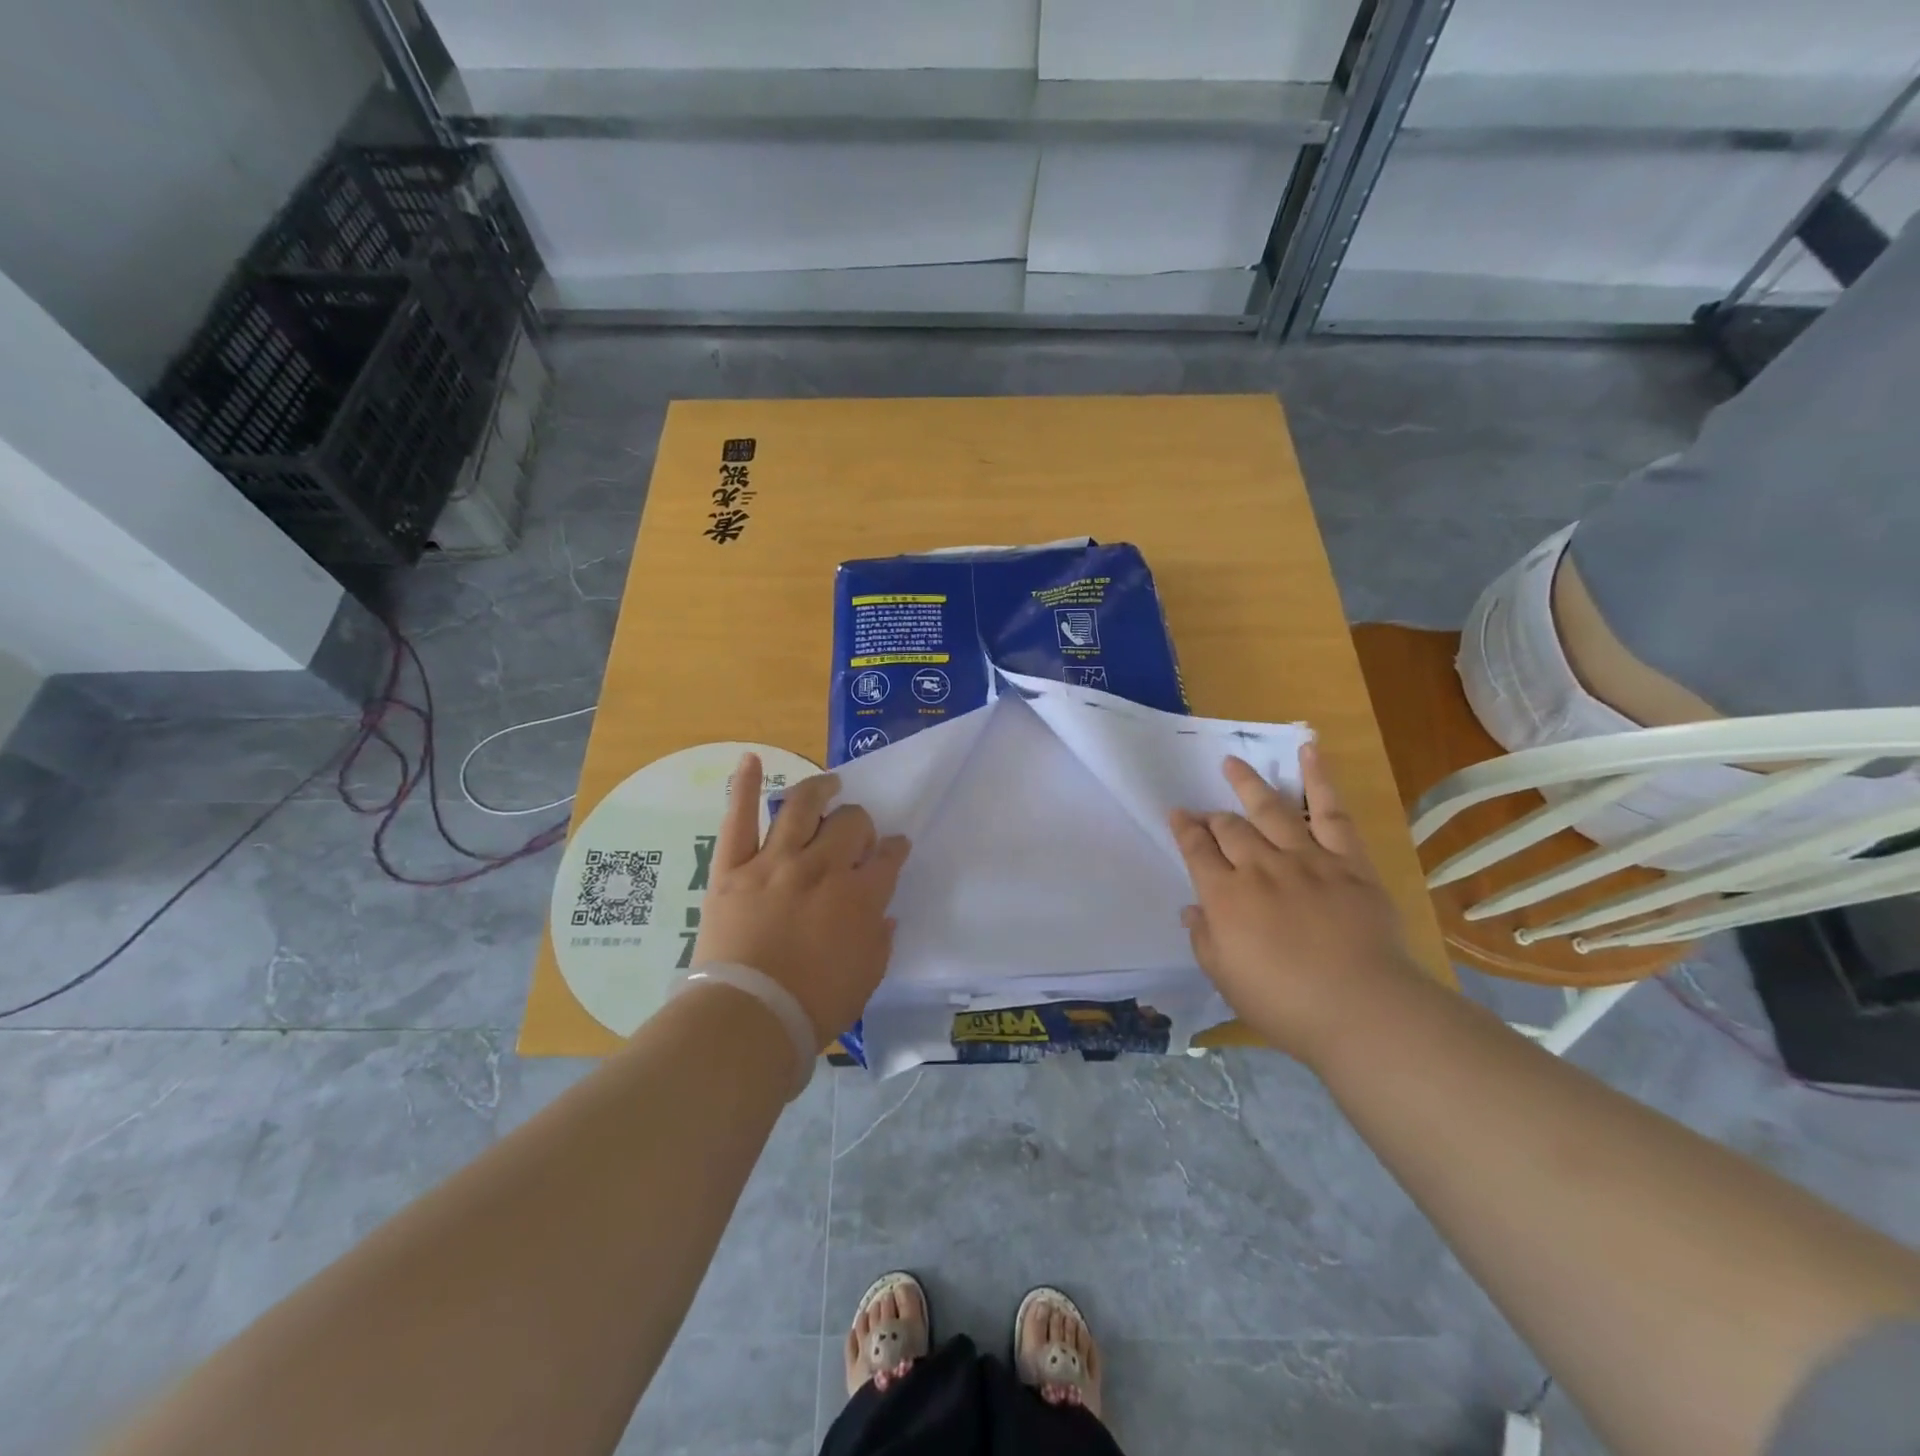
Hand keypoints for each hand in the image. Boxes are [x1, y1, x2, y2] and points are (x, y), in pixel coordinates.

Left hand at [692, 754, 910, 1046]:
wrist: (748, 1019)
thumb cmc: (813, 1007)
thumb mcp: (866, 978)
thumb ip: (880, 939)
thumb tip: (884, 913)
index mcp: (860, 896)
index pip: (888, 857)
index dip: (895, 849)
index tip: (895, 848)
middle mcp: (822, 867)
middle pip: (851, 824)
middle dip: (861, 824)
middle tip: (858, 832)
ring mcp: (775, 862)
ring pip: (803, 808)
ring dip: (820, 790)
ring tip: (830, 784)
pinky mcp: (734, 868)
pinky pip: (739, 819)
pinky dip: (745, 787)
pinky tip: (752, 759)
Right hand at [1170, 745, 1421, 1063]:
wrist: (1362, 1009)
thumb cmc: (1284, 1004)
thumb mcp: (1226, 978)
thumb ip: (1204, 938)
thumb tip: (1192, 909)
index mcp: (1225, 896)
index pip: (1196, 851)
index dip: (1184, 830)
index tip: (1177, 815)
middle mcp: (1259, 867)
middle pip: (1229, 828)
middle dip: (1212, 817)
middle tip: (1206, 813)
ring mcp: (1305, 859)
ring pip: (1270, 809)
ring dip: (1248, 784)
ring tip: (1232, 763)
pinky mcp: (1347, 861)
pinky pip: (1331, 812)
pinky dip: (1320, 779)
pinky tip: (1309, 750)